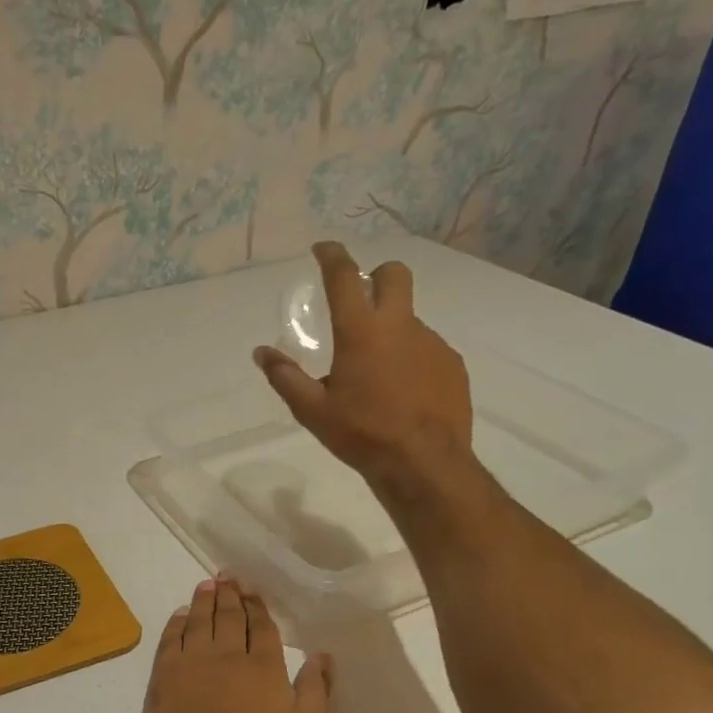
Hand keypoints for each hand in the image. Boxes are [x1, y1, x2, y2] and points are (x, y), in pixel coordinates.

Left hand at [138, 575, 332, 712]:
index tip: (252, 590)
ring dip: (204, 600)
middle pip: (230, 617)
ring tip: (207, 585)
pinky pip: (172, 637)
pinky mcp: (165, 672)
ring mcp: (193, 660)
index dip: (257, 606)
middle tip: (228, 577)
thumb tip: (323, 654)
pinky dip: (177, 622)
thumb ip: (316, 690)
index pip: (262, 627)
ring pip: (200, 620)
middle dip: (231, 595)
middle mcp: (228, 654)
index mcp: (263, 666)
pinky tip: (181, 614)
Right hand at [253, 240, 473, 489]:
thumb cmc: (361, 434)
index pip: (345, 276)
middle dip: (376, 275)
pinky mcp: (451, 364)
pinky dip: (411, 357)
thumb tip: (261, 352)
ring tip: (377, 372)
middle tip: (360, 299)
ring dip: (391, 328)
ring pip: (410, 317)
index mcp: (360, 332)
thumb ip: (285, 377)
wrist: (424, 463)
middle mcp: (400, 326)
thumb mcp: (312, 411)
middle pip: (395, 275)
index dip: (332, 255)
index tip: (322, 248)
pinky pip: (427, 347)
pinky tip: (402, 390)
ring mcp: (432, 342)